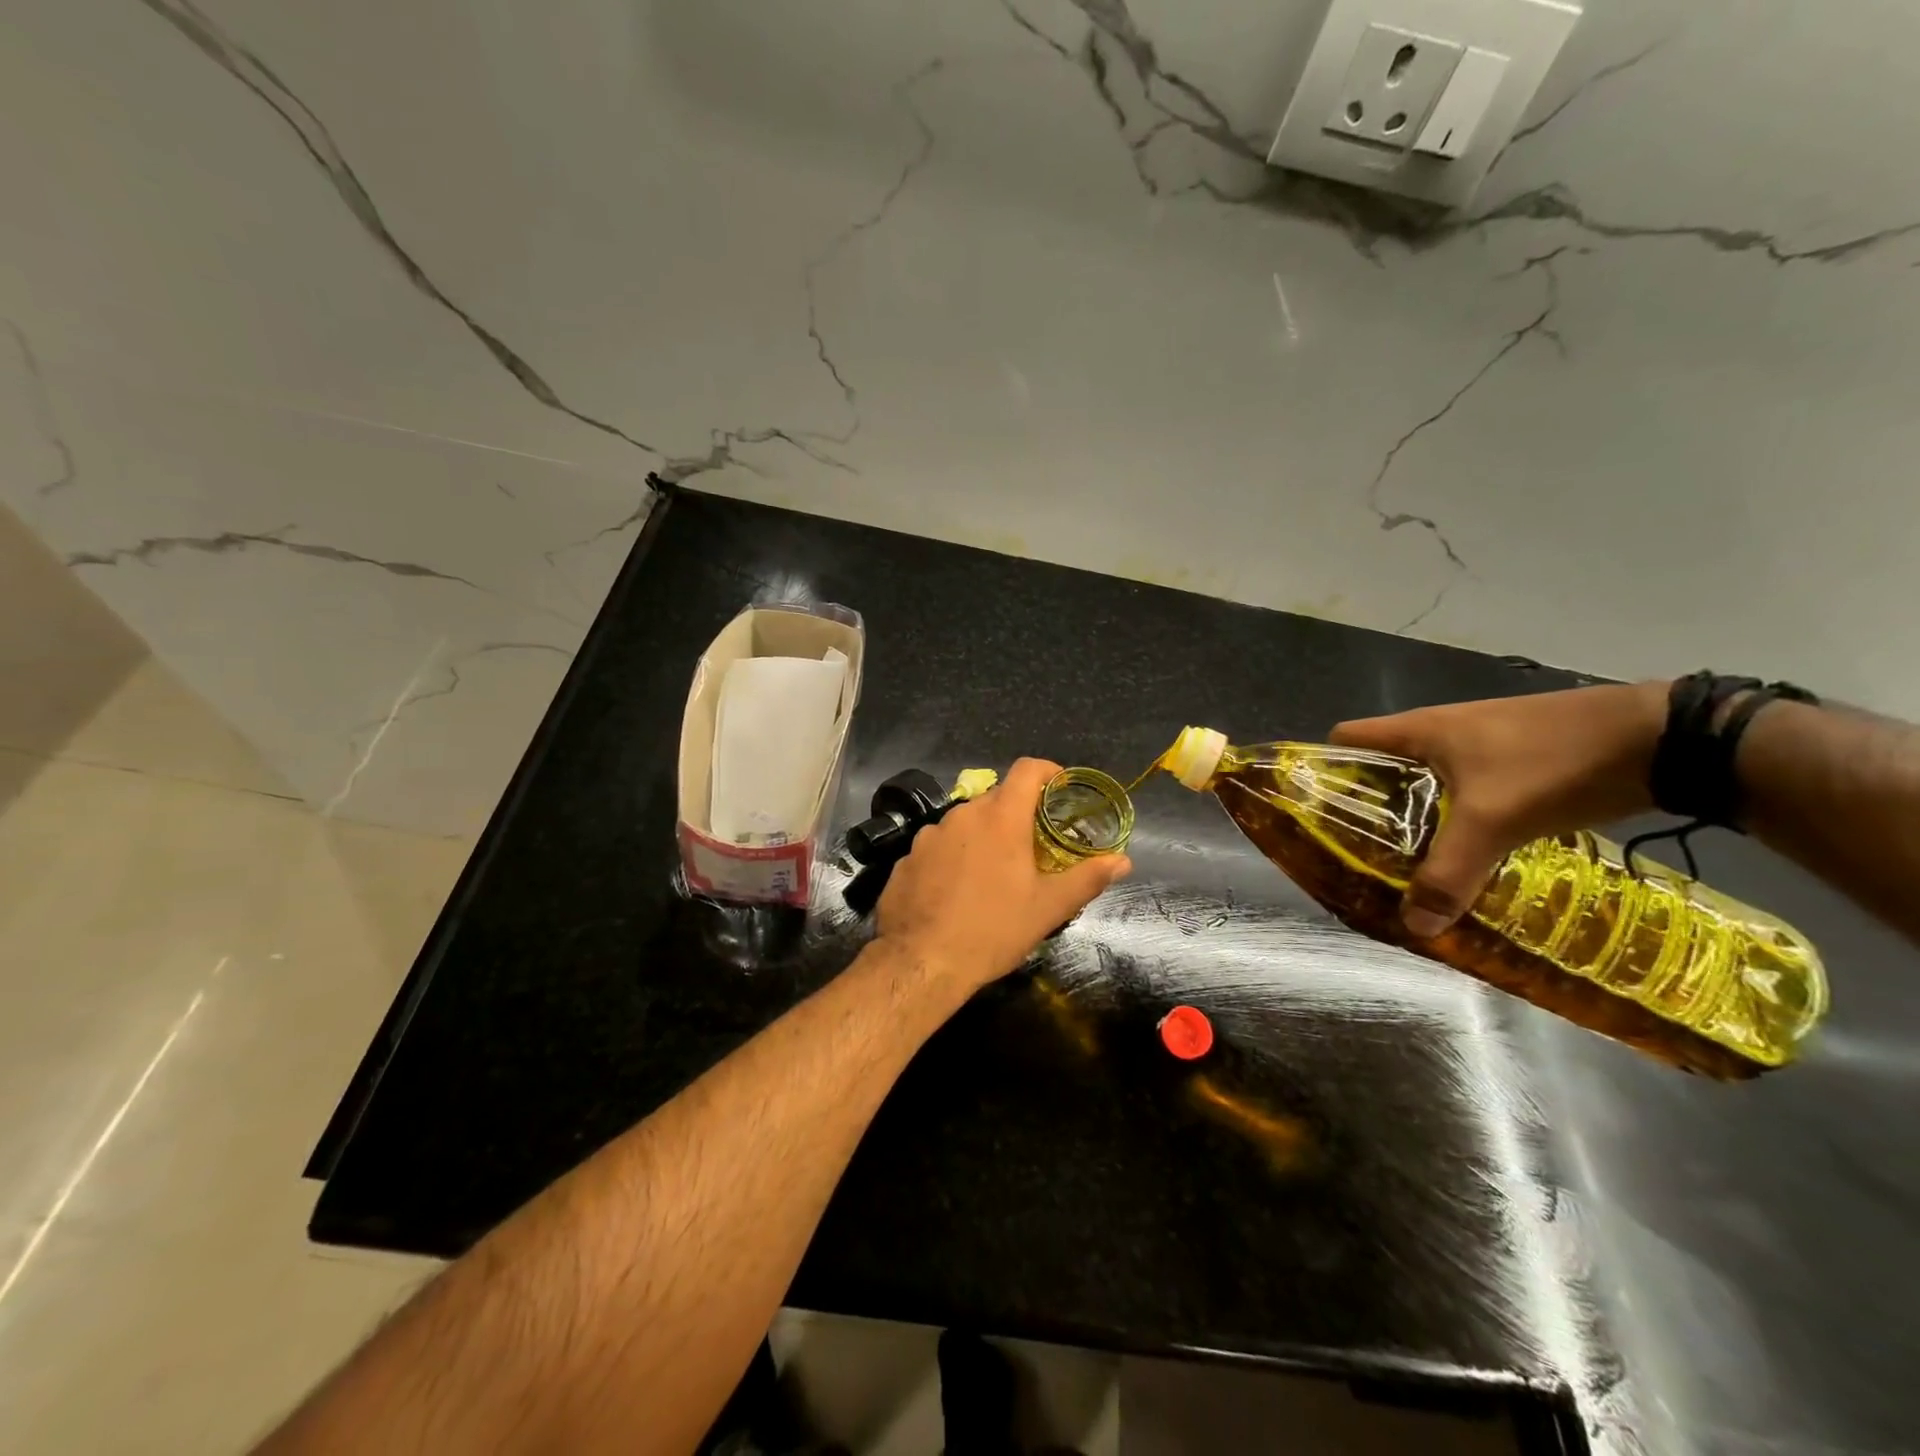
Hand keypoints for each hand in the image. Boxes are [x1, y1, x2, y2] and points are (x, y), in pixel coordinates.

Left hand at [875, 758, 1131, 992]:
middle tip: (1033, 847)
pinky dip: (953, 857)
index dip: (1048, 772)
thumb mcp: (1048, 908)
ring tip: (993, 874)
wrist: (922, 962)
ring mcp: (929, 835)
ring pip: (965, 823)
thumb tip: (1123, 860)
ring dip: (983, 837)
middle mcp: (962, 815)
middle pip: (996, 798)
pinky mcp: (907, 857)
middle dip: (1017, 815)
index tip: (1060, 790)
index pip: (1027, 769)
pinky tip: (956, 891)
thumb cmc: (993, 930)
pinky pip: (938, 846)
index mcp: (1001, 818)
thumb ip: (1087, 878)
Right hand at [1330, 682, 1666, 937]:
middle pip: (1380, 764)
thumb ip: (1449, 873)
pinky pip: (1462, 788)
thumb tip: (1413, 926)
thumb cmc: (1552, 762)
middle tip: (1363, 853)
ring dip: (1414, 815)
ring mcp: (1478, 743)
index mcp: (1417, 730)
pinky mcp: (1513, 757)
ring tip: (1410, 860)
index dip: (1324, 770)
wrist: (1660, 738)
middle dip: (1368, 806)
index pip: (1343, 739)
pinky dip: (1455, 816)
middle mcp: (1438, 731)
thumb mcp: (1494, 821)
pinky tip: (1469, 850)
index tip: (1319, 814)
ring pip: (1424, 780)